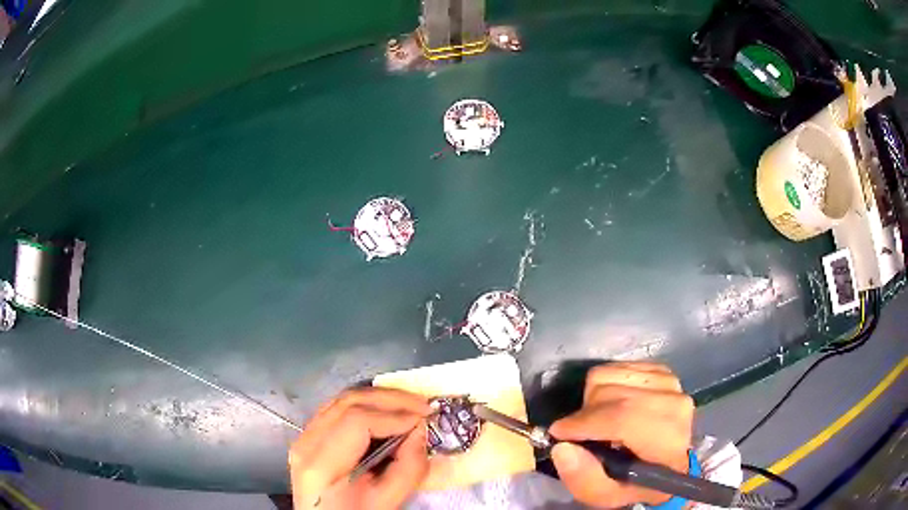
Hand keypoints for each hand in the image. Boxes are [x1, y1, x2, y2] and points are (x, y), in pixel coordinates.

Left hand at [289, 387, 429, 509]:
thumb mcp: (386, 502)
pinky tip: (386, 412)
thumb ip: (407, 469)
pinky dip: (365, 405)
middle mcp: (306, 442)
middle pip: (347, 402)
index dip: (394, 415)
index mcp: (321, 464)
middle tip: (423, 404)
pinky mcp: (308, 435)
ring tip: (410, 405)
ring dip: (379, 398)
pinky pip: (336, 409)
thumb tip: (420, 431)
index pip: (357, 421)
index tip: (424, 419)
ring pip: (341, 400)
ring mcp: (303, 436)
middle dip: (390, 398)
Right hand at [549, 361, 693, 507]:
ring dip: (593, 398)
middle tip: (580, 433)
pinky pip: (618, 366)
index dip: (584, 423)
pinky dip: (605, 384)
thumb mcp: (608, 496)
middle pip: (611, 392)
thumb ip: (584, 480)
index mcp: (667, 442)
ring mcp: (670, 383)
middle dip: (585, 413)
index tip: (557, 433)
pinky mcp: (663, 371)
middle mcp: (674, 404)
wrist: (668, 463)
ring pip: (610, 374)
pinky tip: (611, 404)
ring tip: (598, 420)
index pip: (623, 418)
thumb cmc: (637, 483)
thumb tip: (562, 447)